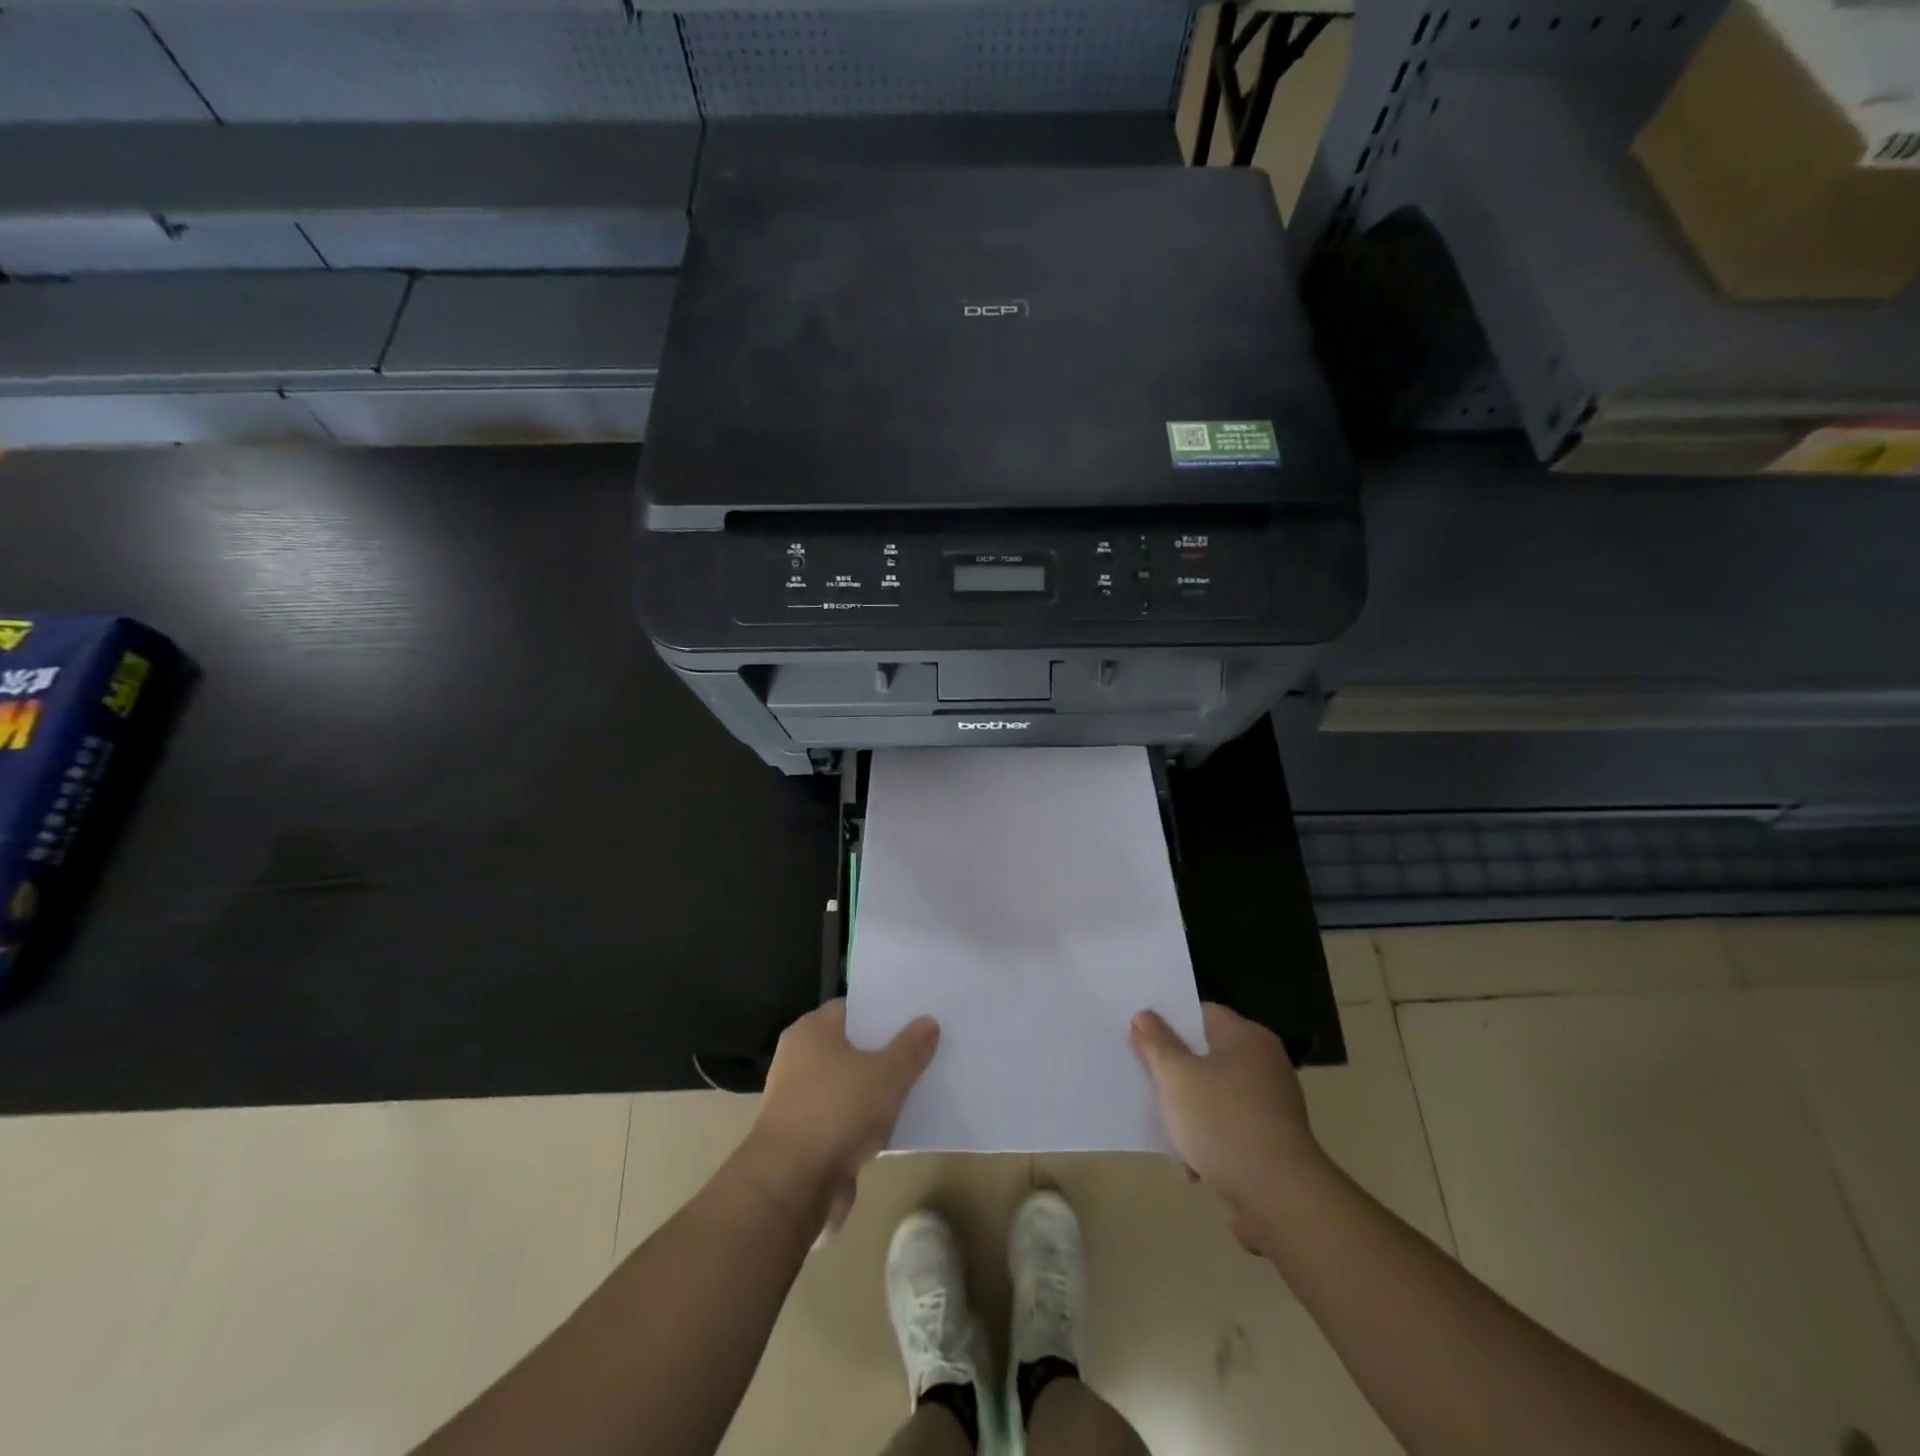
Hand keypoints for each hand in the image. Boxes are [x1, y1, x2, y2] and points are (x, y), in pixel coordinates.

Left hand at [741, 1001, 938, 1222]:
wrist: (790, 1185)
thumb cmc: (837, 1111)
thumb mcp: (887, 1075)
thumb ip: (910, 1048)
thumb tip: (928, 1022)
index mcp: (812, 1029)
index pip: (853, 1008)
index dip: (884, 1011)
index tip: (915, 1017)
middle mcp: (798, 1056)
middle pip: (851, 1045)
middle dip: (883, 1051)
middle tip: (922, 1050)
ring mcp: (797, 1097)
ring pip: (847, 1083)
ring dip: (874, 1090)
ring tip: (914, 1088)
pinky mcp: (802, 1134)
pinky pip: (841, 1115)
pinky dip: (862, 1120)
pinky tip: (892, 1126)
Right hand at [1131, 1003, 1322, 1252]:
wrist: (1279, 1199)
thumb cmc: (1223, 1122)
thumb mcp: (1175, 1076)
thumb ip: (1156, 1043)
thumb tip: (1144, 1015)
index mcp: (1246, 1038)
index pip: (1201, 1013)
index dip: (1168, 1022)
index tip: (1140, 1037)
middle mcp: (1263, 1064)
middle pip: (1204, 1057)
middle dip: (1174, 1076)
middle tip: (1146, 1084)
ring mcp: (1270, 1106)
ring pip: (1212, 1097)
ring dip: (1187, 1116)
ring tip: (1169, 1138)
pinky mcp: (1270, 1143)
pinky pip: (1227, 1131)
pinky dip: (1208, 1144)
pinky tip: (1191, 1167)